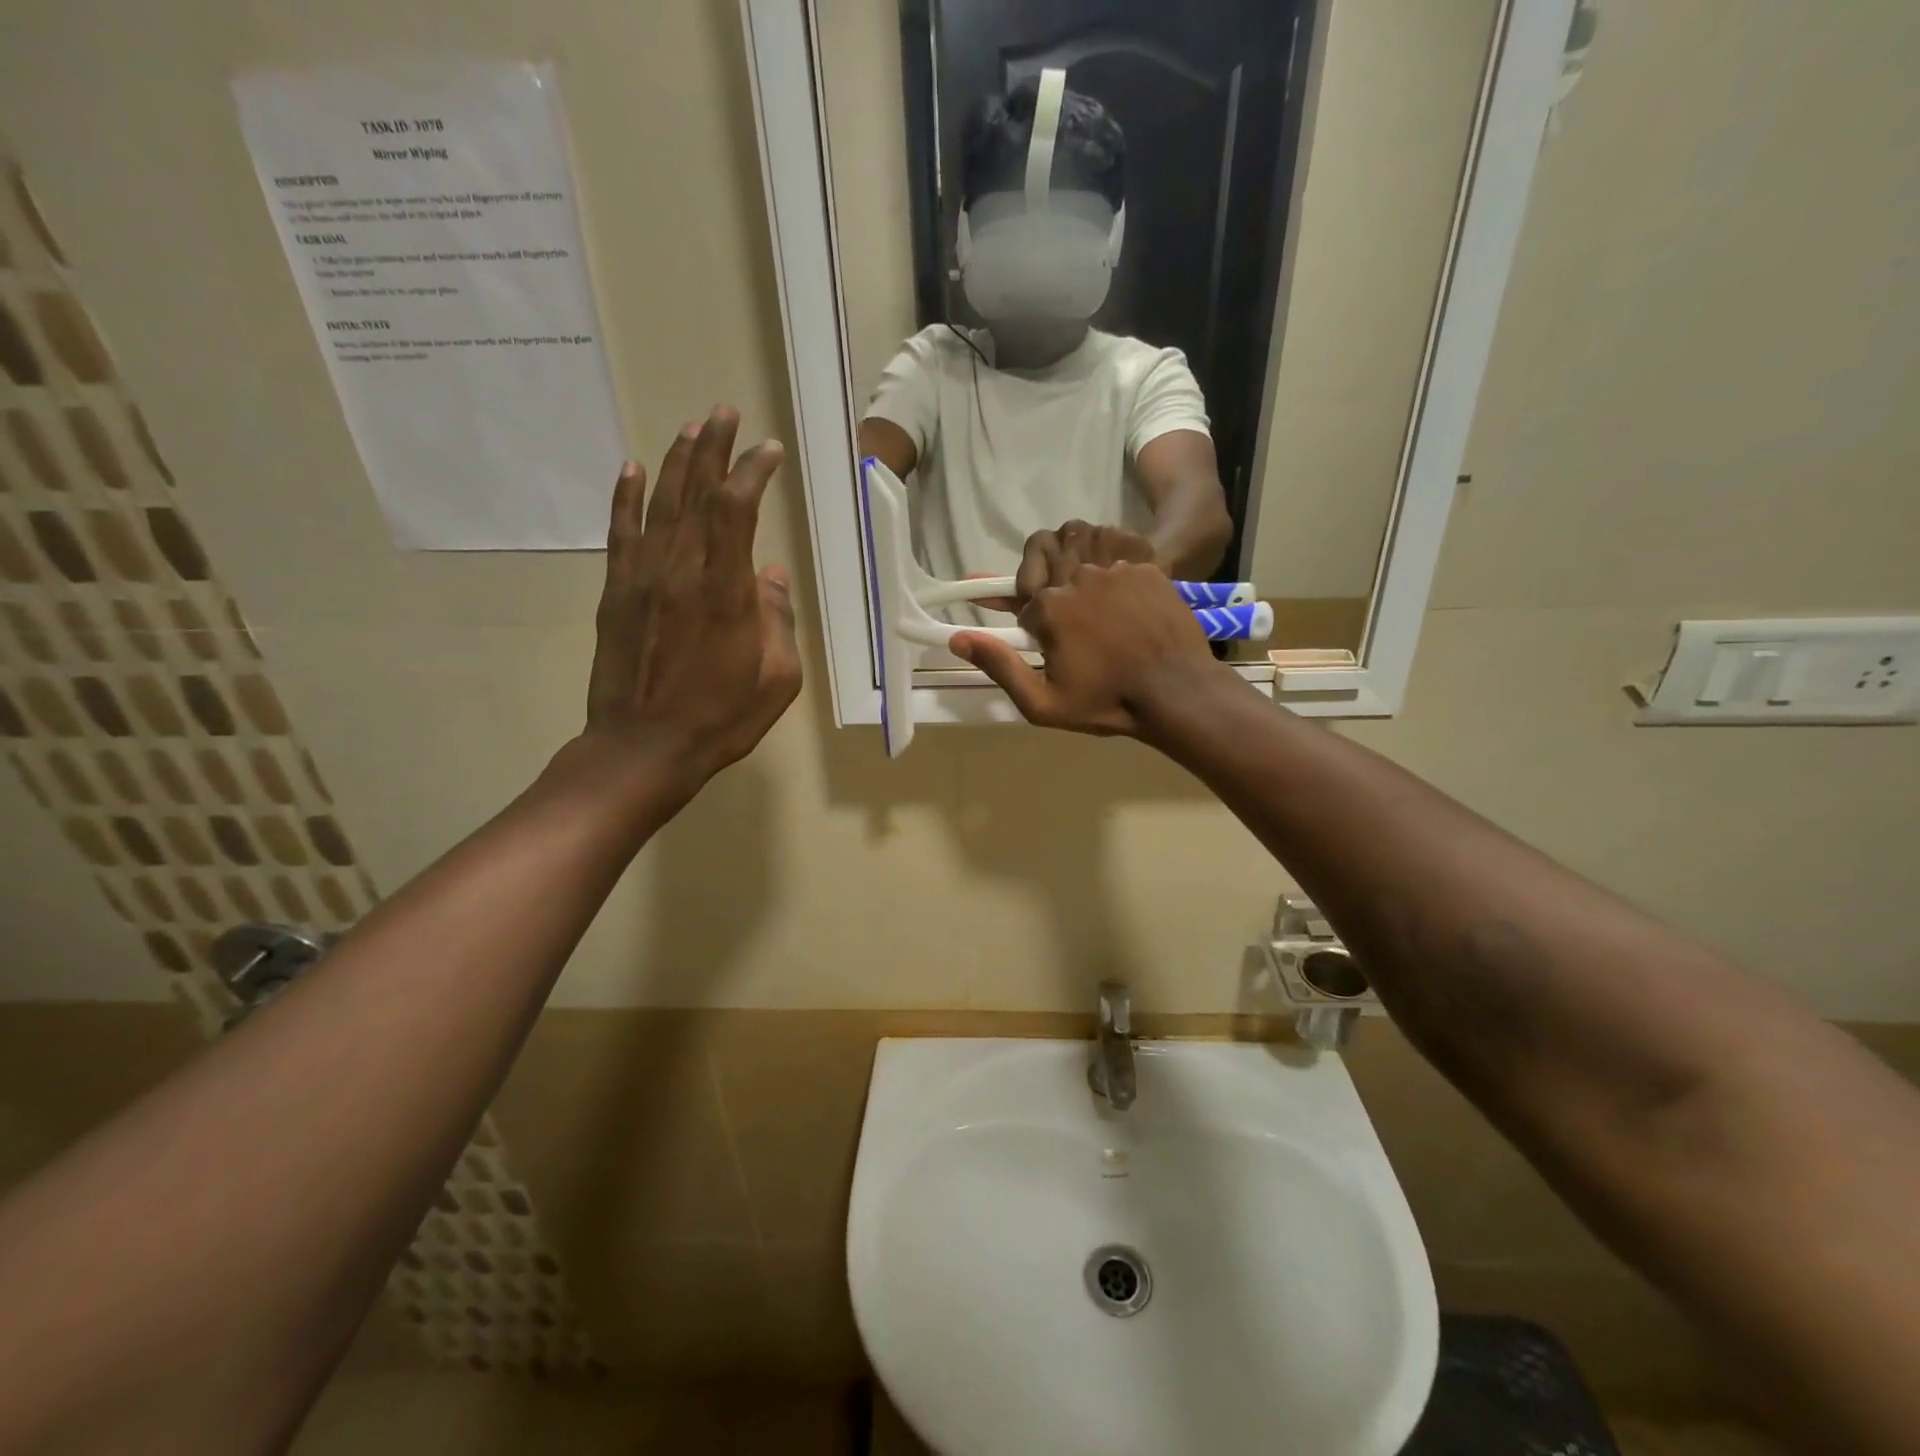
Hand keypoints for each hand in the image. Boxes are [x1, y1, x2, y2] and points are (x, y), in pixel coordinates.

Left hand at [580, 407, 802, 787]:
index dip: (752, 472)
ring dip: (677, 462)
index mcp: (726, 592)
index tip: (767, 451)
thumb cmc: (722, 718)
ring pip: (660, 505)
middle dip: (713, 449)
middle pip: (696, 494)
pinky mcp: (616, 593)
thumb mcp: (777, 678)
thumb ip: (778, 620)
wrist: (644, 748)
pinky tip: (632, 467)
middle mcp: (682, 572)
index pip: (737, 511)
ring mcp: (643, 579)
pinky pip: (622, 533)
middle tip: (723, 413)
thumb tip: (772, 576)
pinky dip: (626, 497)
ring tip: (692, 428)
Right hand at [950, 528, 1227, 736]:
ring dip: (1078, 569)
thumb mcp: (1042, 703)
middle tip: (1072, 624)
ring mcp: (1116, 568)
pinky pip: (1118, 551)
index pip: (1025, 603)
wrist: (1176, 694)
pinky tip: (1124, 597)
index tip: (1049, 650)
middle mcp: (1079, 576)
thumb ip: (999, 667)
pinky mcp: (1147, 567)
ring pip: (1082, 550)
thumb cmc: (1106, 703)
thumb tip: (957, 639)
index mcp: (1050, 607)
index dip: (1033, 628)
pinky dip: (1114, 567)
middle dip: (1053, 592)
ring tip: (1094, 604)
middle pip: (1050, 569)